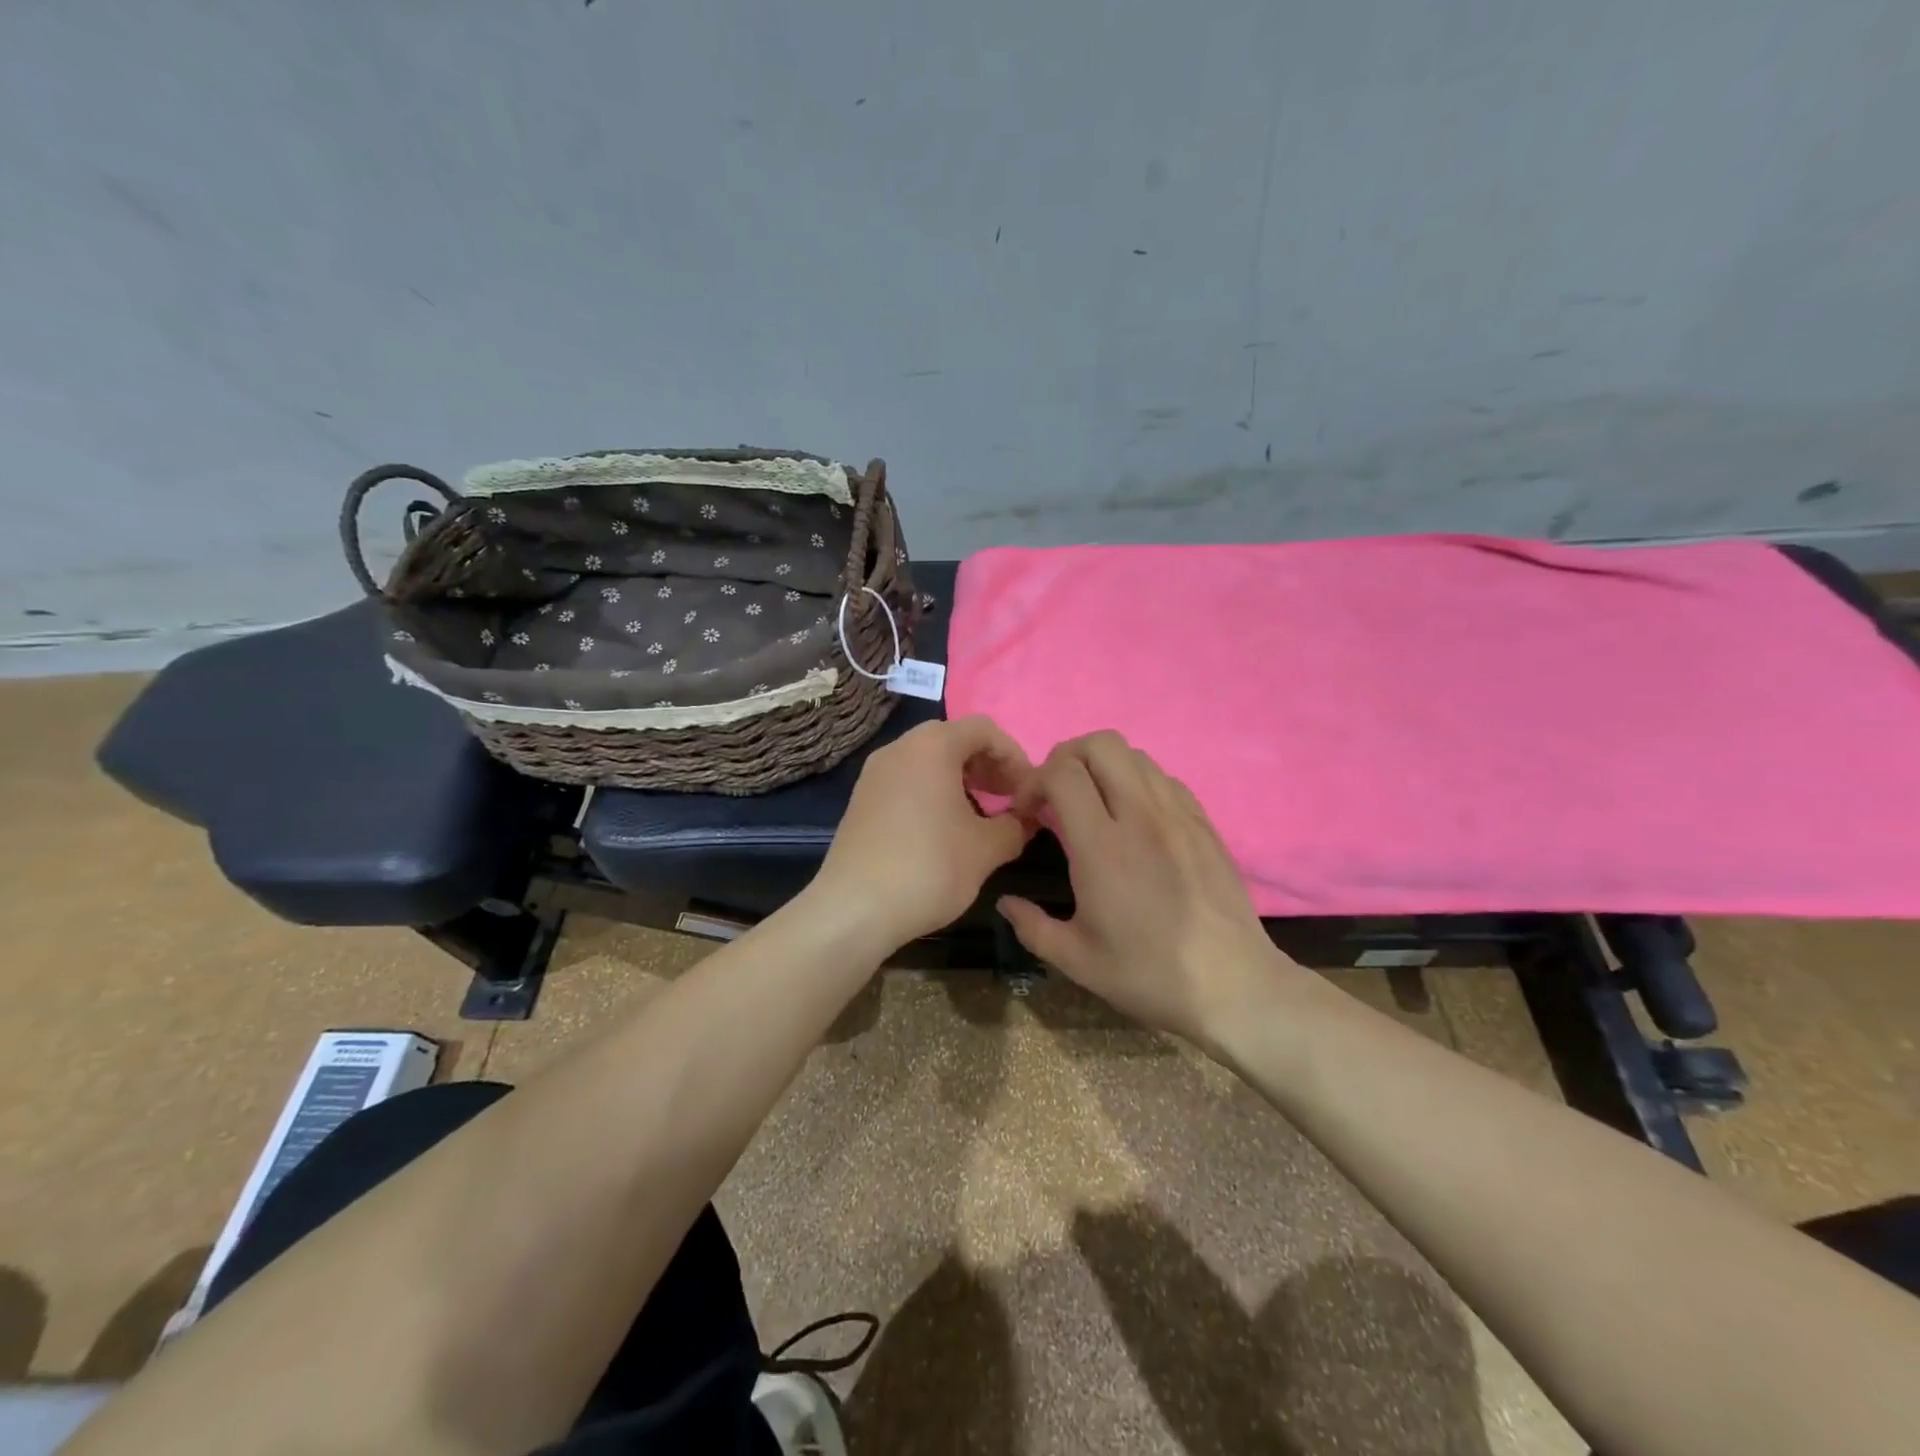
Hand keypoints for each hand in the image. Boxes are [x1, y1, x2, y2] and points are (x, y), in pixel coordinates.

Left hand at [810, 715, 1036, 949]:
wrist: (854, 909)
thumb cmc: (929, 867)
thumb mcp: (987, 848)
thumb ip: (1016, 825)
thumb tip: (1026, 819)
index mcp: (932, 746)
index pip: (983, 729)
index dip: (1014, 755)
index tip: (1028, 791)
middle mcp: (899, 749)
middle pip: (953, 740)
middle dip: (987, 765)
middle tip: (1008, 799)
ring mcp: (875, 774)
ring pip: (928, 761)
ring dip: (961, 780)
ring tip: (981, 816)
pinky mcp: (862, 800)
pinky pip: (907, 781)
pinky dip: (933, 793)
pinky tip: (945, 830)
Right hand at [999, 731, 1292, 1046]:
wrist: (1234, 985)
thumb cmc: (1150, 974)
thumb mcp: (1077, 961)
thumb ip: (1031, 926)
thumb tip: (1006, 902)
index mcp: (1103, 847)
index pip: (1062, 773)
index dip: (1034, 781)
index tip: (1027, 811)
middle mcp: (1141, 816)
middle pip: (1101, 744)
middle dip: (1066, 756)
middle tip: (1055, 793)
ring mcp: (1178, 814)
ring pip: (1135, 754)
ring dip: (1102, 766)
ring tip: (1093, 802)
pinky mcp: (1203, 822)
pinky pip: (1163, 778)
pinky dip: (1137, 781)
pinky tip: (1133, 818)